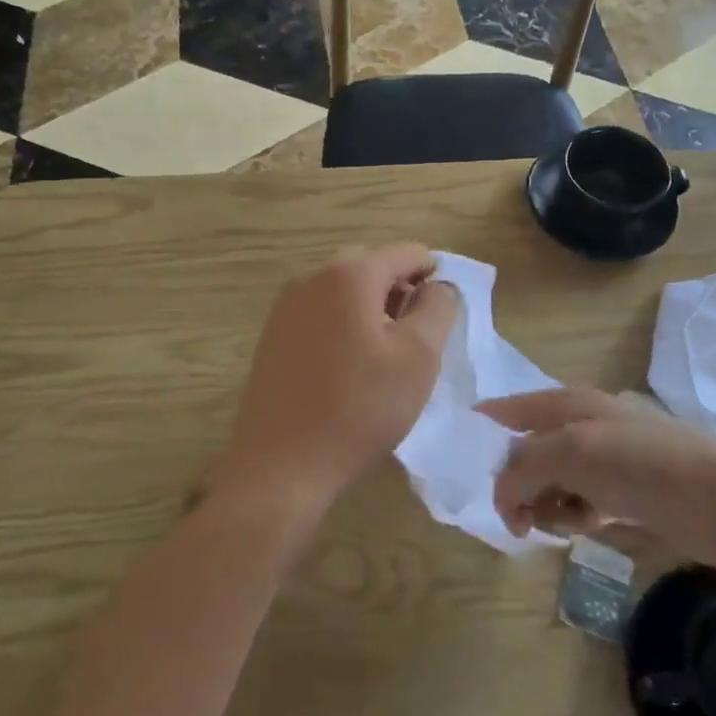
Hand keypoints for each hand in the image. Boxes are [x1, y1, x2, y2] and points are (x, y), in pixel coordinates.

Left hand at [216, 243, 457, 516]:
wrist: (283, 462)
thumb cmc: (361, 407)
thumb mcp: (419, 357)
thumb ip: (437, 308)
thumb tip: (437, 284)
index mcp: (350, 274)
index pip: (406, 252)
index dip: (433, 274)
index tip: (443, 313)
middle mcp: (312, 278)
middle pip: (371, 266)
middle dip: (399, 290)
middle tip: (415, 336)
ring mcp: (286, 306)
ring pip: (343, 290)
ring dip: (370, 308)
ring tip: (384, 355)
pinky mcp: (273, 335)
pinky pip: (320, 313)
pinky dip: (343, 325)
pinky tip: (349, 367)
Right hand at [479, 388, 715, 569]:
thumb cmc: (642, 465)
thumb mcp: (570, 452)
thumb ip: (522, 467)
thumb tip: (502, 496)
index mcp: (566, 402)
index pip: (506, 410)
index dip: (481, 432)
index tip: (463, 467)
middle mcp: (580, 424)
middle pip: (524, 453)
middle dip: (518, 484)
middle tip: (521, 516)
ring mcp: (603, 457)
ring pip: (548, 481)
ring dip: (547, 504)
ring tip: (569, 521)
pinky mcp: (622, 489)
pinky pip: (577, 501)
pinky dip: (574, 516)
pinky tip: (591, 525)